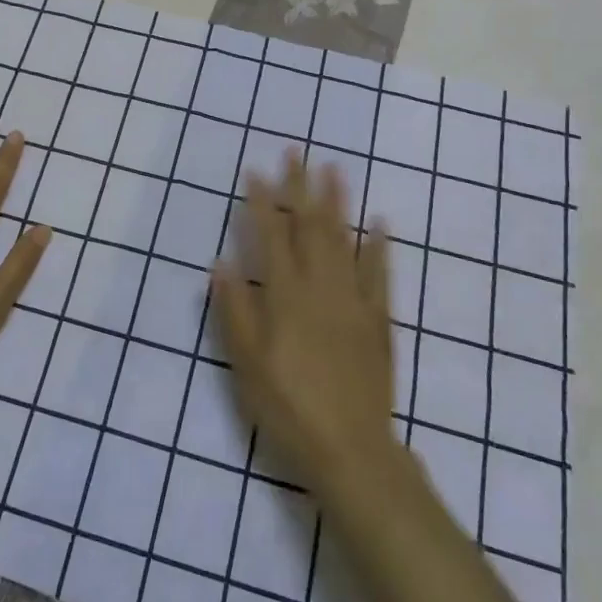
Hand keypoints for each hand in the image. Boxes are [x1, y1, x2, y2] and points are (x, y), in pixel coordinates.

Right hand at [213, 149, 395, 488]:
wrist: (351, 450)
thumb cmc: (288, 407)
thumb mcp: (246, 364)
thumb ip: (233, 310)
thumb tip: (220, 263)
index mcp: (285, 296)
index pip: (271, 236)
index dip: (262, 202)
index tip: (256, 171)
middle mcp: (320, 288)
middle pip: (310, 227)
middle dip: (302, 186)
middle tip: (298, 151)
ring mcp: (354, 301)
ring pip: (345, 240)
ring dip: (338, 202)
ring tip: (335, 169)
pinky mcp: (379, 321)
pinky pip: (380, 275)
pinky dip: (380, 247)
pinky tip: (380, 223)